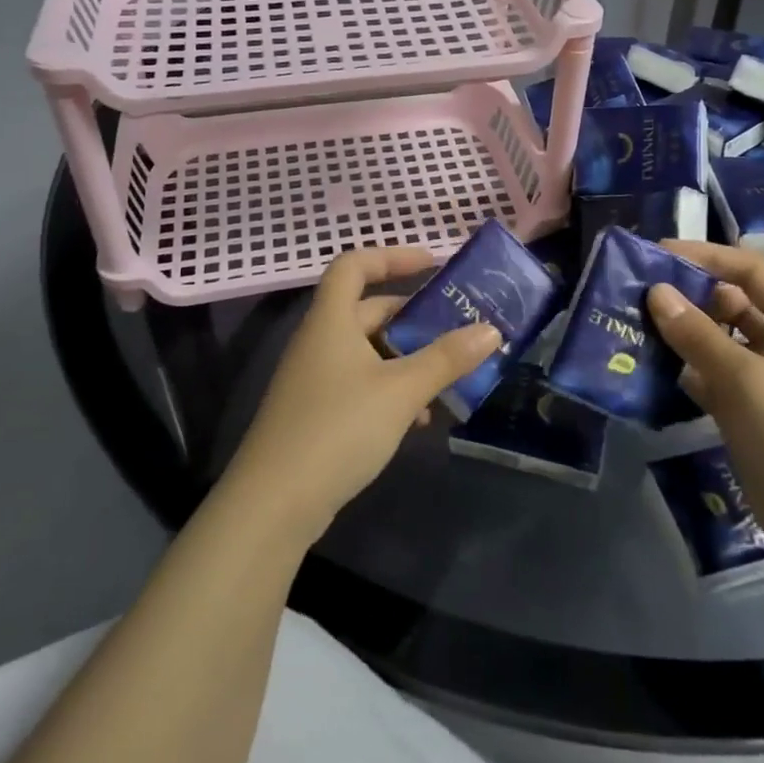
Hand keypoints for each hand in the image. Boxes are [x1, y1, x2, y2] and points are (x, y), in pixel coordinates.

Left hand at [223, 246, 499, 545]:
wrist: (272, 506)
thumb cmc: (338, 429)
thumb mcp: (401, 391)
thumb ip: (446, 359)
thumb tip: (491, 330)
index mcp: (331, 321)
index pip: (354, 265)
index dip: (391, 256)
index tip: (432, 263)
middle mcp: (319, 342)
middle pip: (367, 311)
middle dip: (412, 318)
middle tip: (455, 327)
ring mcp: (314, 380)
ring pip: (368, 352)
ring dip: (407, 359)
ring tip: (446, 379)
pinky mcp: (316, 414)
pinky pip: (361, 384)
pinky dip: (391, 390)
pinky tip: (418, 418)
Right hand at [646, 241, 763, 563]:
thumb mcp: (745, 379)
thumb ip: (698, 334)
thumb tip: (656, 292)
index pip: (751, 272)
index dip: (709, 256)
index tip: (659, 254)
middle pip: (733, 306)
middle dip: (690, 296)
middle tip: (639, 294)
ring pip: (720, 345)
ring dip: (684, 336)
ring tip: (636, 328)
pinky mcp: (753, 418)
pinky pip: (715, 382)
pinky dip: (688, 374)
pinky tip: (654, 373)